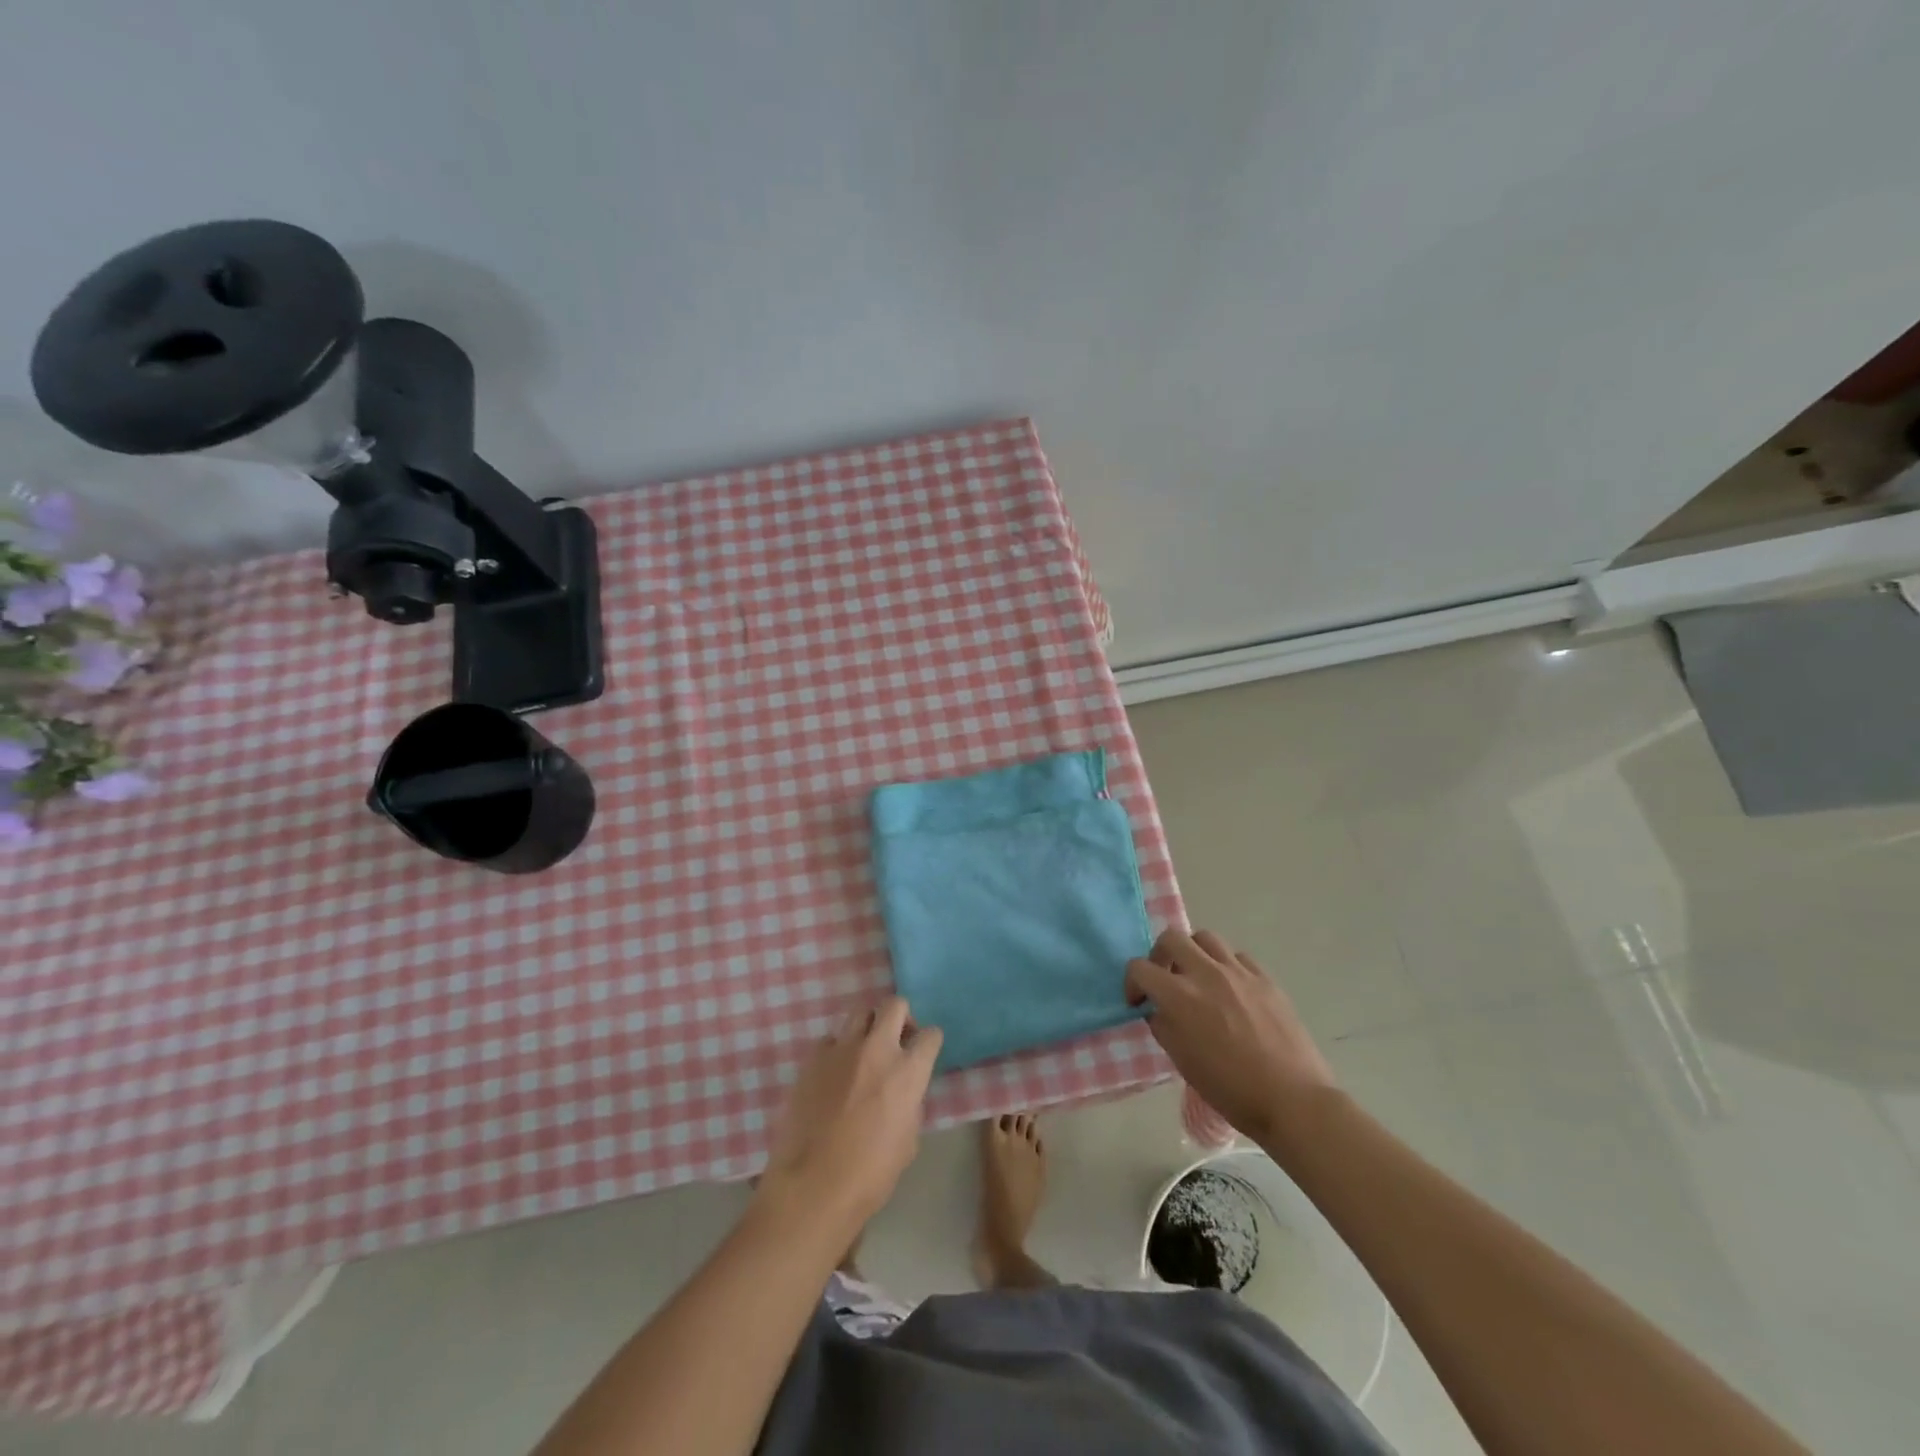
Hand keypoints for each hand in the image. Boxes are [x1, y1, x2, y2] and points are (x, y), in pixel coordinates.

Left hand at [757, 998, 942, 1230]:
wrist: (813, 1186)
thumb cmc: (870, 1174)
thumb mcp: (908, 1142)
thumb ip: (911, 1105)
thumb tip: (904, 1092)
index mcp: (908, 1071)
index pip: (930, 1035)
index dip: (930, 1042)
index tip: (925, 1052)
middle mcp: (877, 1049)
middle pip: (895, 1005)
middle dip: (901, 1017)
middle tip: (897, 1039)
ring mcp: (841, 1049)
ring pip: (861, 1012)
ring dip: (869, 1027)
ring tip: (865, 1051)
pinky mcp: (813, 1059)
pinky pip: (830, 1040)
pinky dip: (837, 1050)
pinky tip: (834, 1073)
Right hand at [1126, 929, 1336, 1146]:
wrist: (1292, 1100)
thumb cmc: (1231, 1089)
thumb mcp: (1182, 1061)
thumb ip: (1164, 1026)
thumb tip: (1159, 1009)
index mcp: (1180, 997)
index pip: (1139, 968)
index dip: (1132, 983)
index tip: (1139, 1003)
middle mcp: (1207, 974)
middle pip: (1171, 938)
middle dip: (1159, 955)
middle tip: (1165, 979)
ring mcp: (1239, 972)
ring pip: (1206, 938)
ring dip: (1194, 953)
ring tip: (1198, 978)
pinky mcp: (1265, 979)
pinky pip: (1238, 957)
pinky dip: (1226, 966)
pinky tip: (1231, 990)